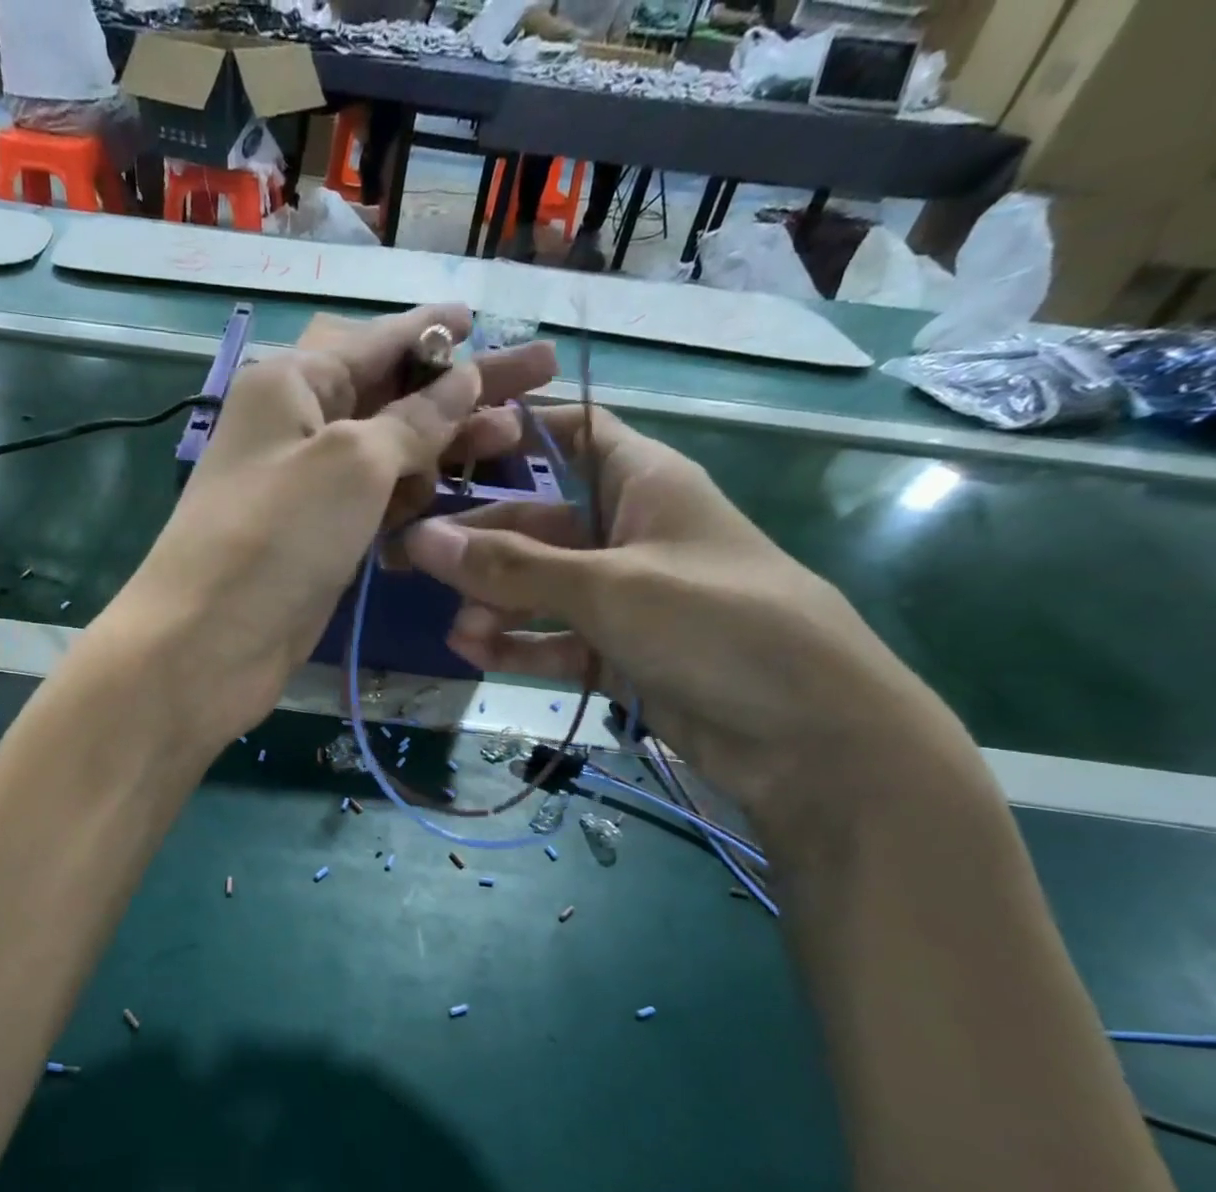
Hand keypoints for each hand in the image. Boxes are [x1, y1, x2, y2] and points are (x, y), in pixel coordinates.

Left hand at [108, 305, 556, 746]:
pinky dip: (412, 500)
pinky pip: (375, 506)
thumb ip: (414, 420)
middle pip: (391, 396)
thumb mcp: (352, 462)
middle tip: (538, 378)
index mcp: (291, 383)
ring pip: (389, 454)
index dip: (433, 331)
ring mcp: (307, 490)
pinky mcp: (318, 542)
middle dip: (461, 388)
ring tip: (514, 440)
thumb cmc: (276, 537)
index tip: (485, 320)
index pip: (375, 342)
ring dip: (445, 447)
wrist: (207, 646)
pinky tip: (457, 497)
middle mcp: (296, 428)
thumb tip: (462, 378)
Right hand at [402, 406, 971, 839]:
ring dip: (495, 605)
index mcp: (645, 483)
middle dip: (480, 543)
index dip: (518, 433)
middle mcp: (629, 533)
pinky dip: (518, 645)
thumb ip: (511, 568)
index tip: (448, 448)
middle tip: (410, 562)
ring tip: (460, 632)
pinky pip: (555, 639)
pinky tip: (477, 653)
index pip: (576, 433)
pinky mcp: (619, 653)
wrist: (806, 735)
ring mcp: (624, 598)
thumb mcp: (608, 587)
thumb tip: (421, 539)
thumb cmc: (716, 625)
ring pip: (540, 588)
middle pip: (539, 523)